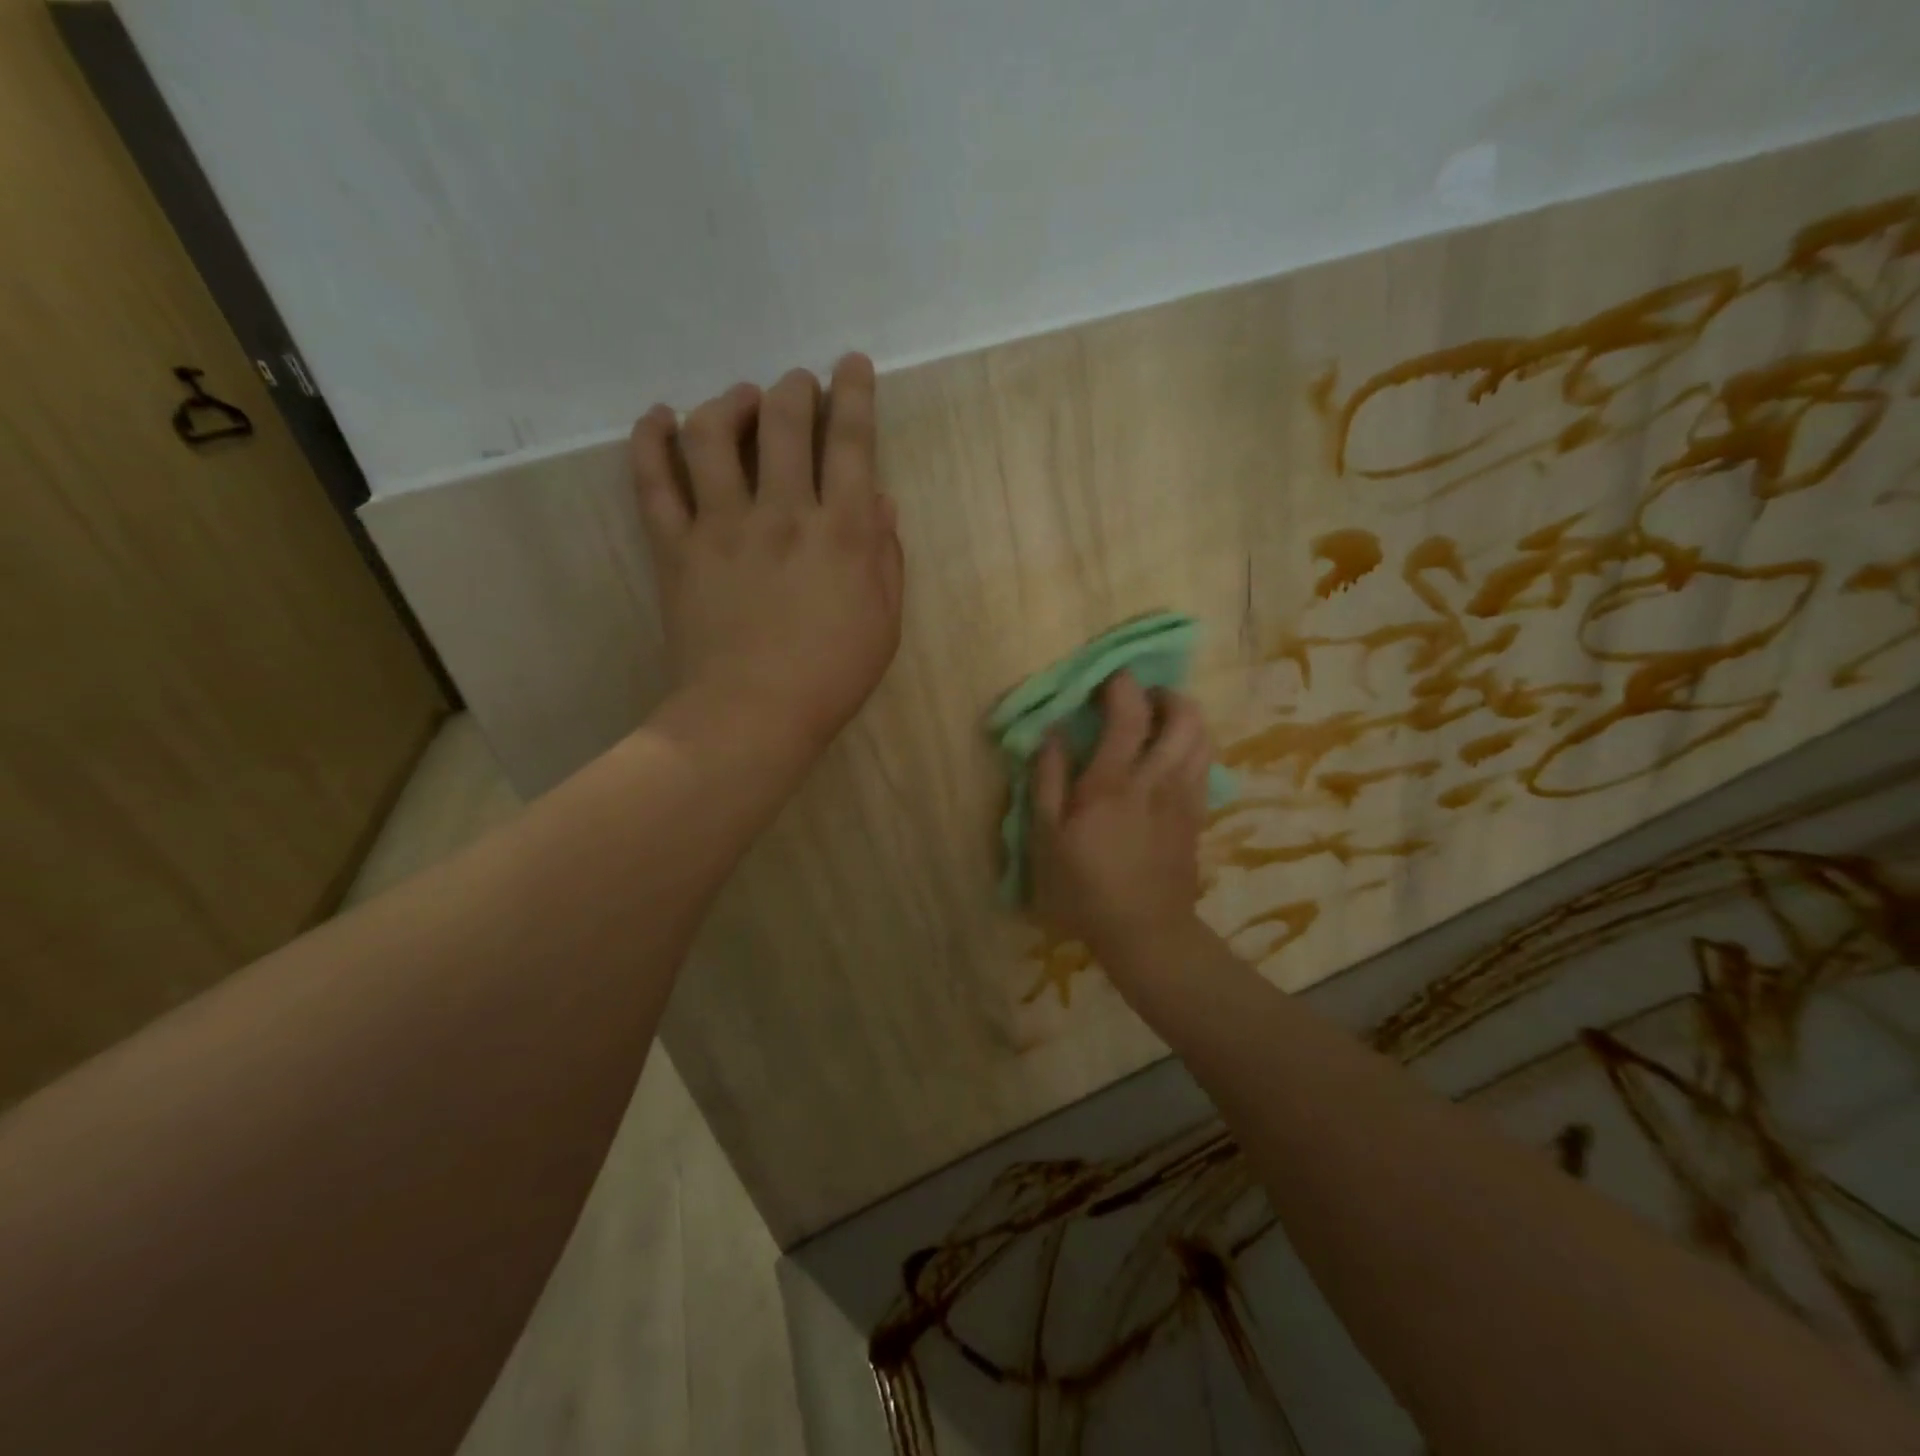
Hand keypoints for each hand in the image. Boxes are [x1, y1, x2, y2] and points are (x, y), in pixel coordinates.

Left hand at [629, 354, 904, 754]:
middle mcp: (783, 513)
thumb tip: (881, 502)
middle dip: (795, 389)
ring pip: (714, 435)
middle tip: (799, 385)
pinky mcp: (677, 547)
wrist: (752, 716)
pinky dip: (651, 441)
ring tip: (741, 399)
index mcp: (843, 532)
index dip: (854, 394)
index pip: (851, 443)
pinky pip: (654, 481)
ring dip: (730, 402)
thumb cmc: (831, 677)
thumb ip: (887, 558)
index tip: (851, 365)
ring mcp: (723, 526)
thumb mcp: (885, 623)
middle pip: (784, 422)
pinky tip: (658, 418)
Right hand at [1030, 672, 1212, 963]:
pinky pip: (1206, 765)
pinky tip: (1173, 759)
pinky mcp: (1197, 816)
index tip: (1108, 680)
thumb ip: (1048, 779)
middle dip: (1166, 695)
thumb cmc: (1083, 887)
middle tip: (1142, 698)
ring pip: (1203, 738)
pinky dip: (1194, 747)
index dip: (1123, 686)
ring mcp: (1184, 797)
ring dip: (1186, 718)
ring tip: (1160, 723)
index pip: (1130, 713)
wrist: (1144, 932)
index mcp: (1113, 782)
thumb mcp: (1046, 838)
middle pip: (1184, 716)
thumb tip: (1055, 733)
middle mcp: (1157, 780)